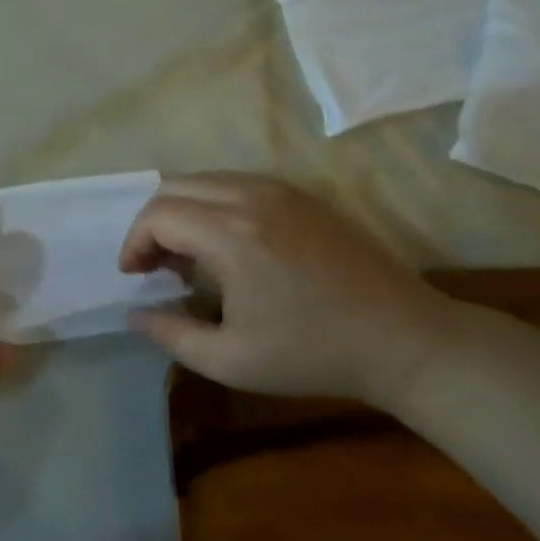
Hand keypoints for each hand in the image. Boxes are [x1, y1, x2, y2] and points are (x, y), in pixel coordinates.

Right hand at [118, 172, 452, 404]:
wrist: (405, 340)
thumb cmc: (314, 354)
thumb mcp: (231, 360)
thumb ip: (171, 334)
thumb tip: (135, 313)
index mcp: (231, 235)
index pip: (157, 216)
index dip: (134, 243)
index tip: (134, 277)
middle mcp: (251, 197)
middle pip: (174, 187)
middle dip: (151, 223)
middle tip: (155, 266)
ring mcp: (281, 190)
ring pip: (205, 179)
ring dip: (182, 210)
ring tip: (187, 257)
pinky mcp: (303, 195)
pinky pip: (237, 182)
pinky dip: (213, 204)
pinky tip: (226, 244)